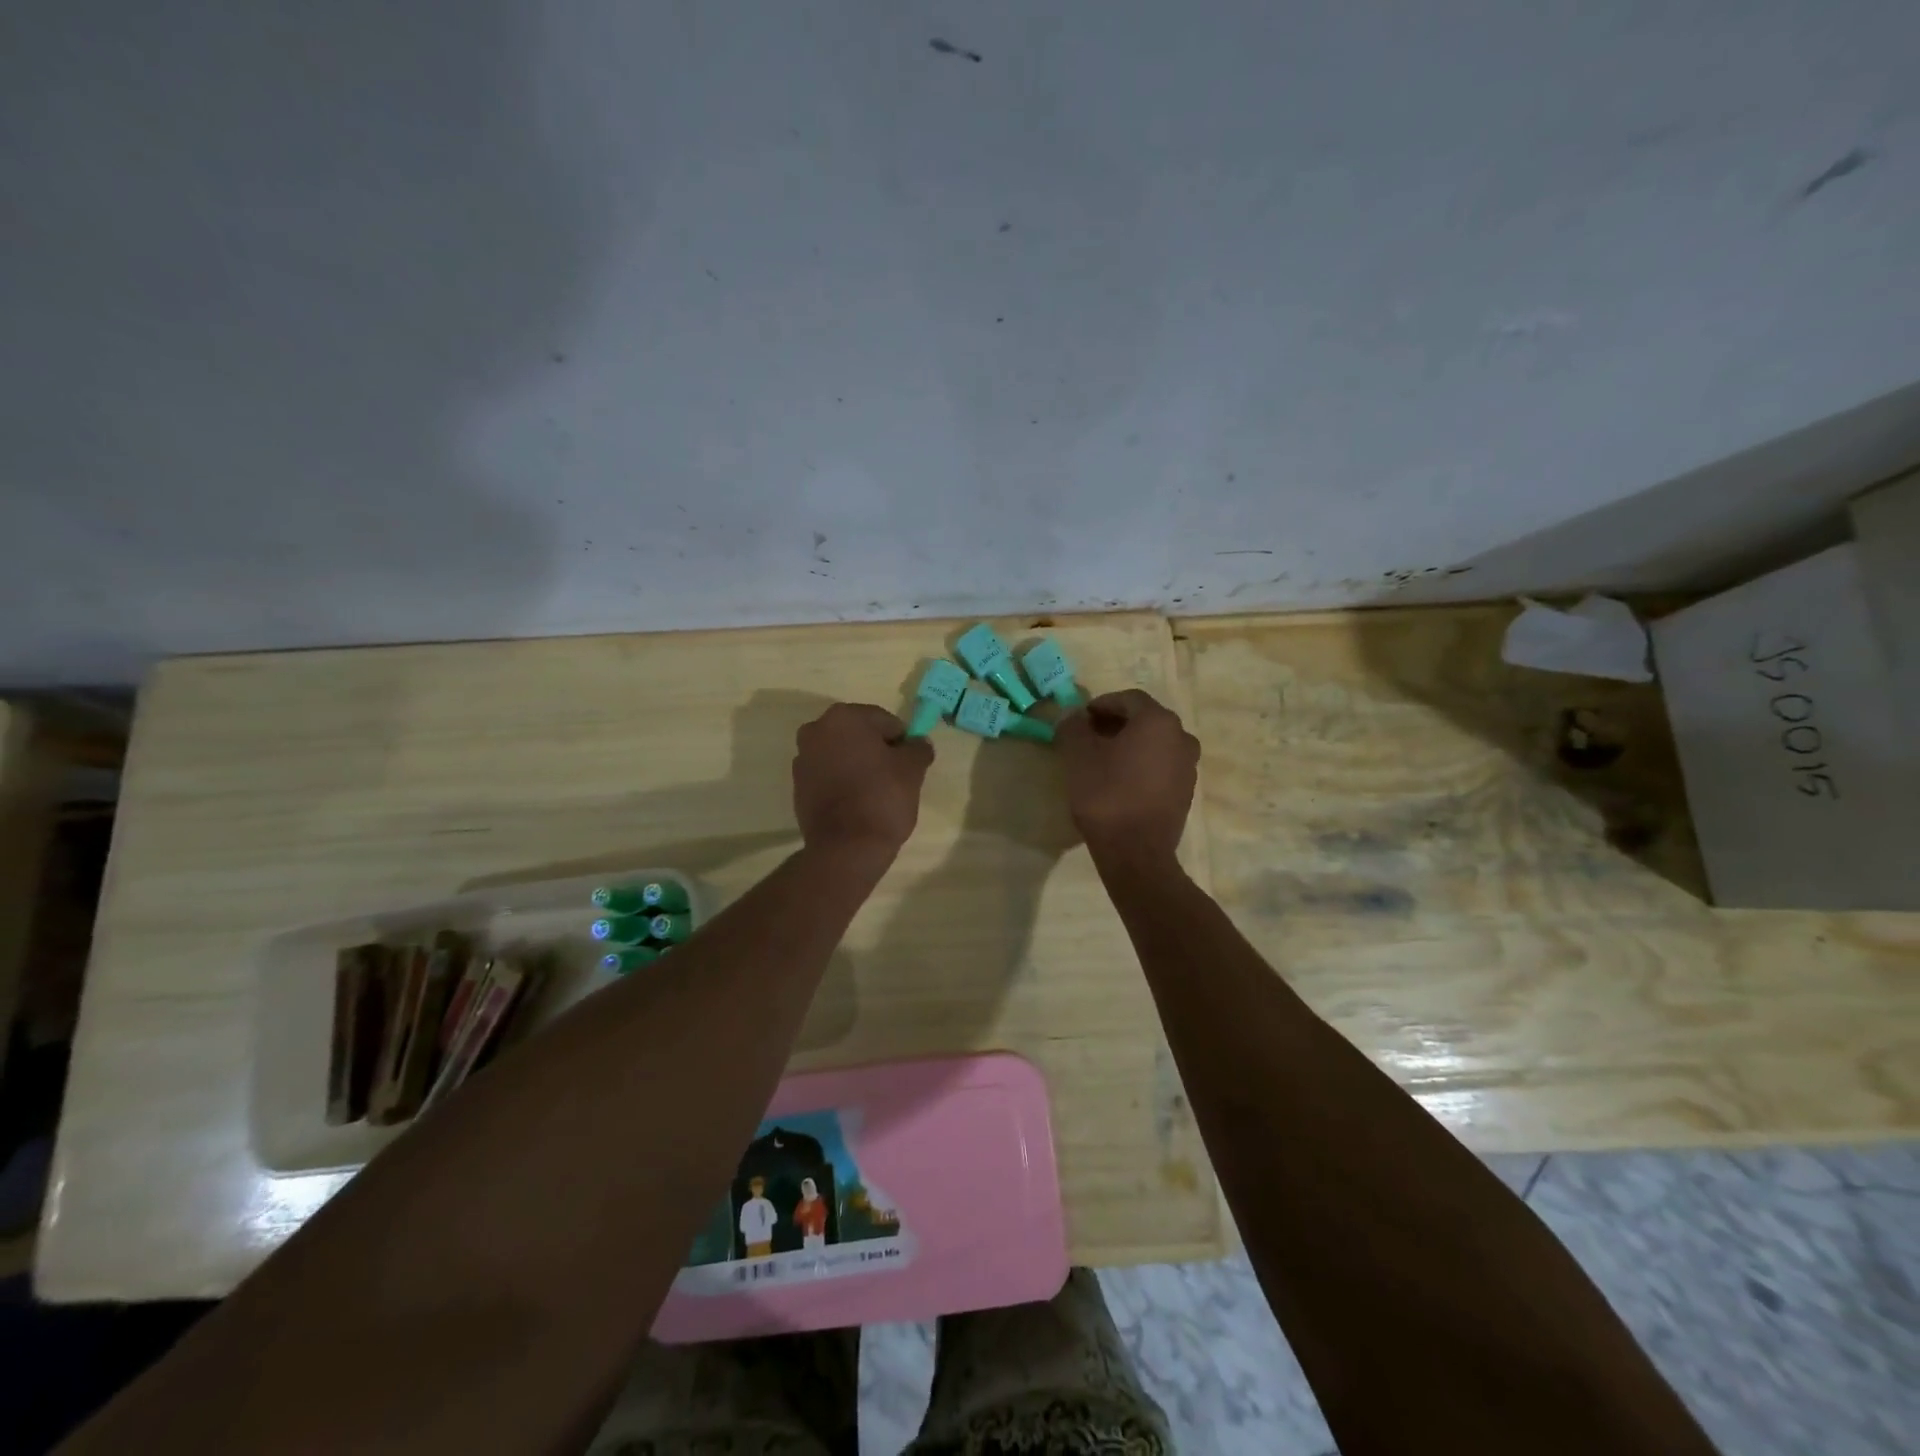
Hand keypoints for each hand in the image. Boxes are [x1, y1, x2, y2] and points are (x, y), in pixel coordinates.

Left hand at [793, 703, 933, 862]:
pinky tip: (857, 804)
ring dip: (858, 765)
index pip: (885, 721)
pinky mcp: (798, 787)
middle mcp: (816, 730)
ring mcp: (803, 759)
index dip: (902, 741)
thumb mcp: (912, 769)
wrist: (846, 847)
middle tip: (895, 778)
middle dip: (877, 751)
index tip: (909, 765)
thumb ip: (918, 748)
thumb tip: (918, 743)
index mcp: (844, 717)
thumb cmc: (882, 798)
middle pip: (860, 735)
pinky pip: (828, 776)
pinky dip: (843, 782)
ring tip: (876, 793)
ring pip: (842, 755)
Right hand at [1054, 689, 1198, 864]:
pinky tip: (1120, 783)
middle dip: (1115, 724)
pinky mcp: (1186, 792)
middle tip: (1088, 738)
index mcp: (1158, 721)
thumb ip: (1073, 727)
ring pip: (1154, 744)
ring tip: (1102, 762)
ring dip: (1129, 745)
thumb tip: (1073, 715)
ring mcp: (1188, 766)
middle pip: (1144, 720)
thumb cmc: (1106, 795)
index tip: (1079, 720)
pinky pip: (1161, 767)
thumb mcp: (1078, 756)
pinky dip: (1141, 766)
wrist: (1136, 852)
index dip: (1100, 704)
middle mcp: (1181, 737)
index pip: (1127, 698)